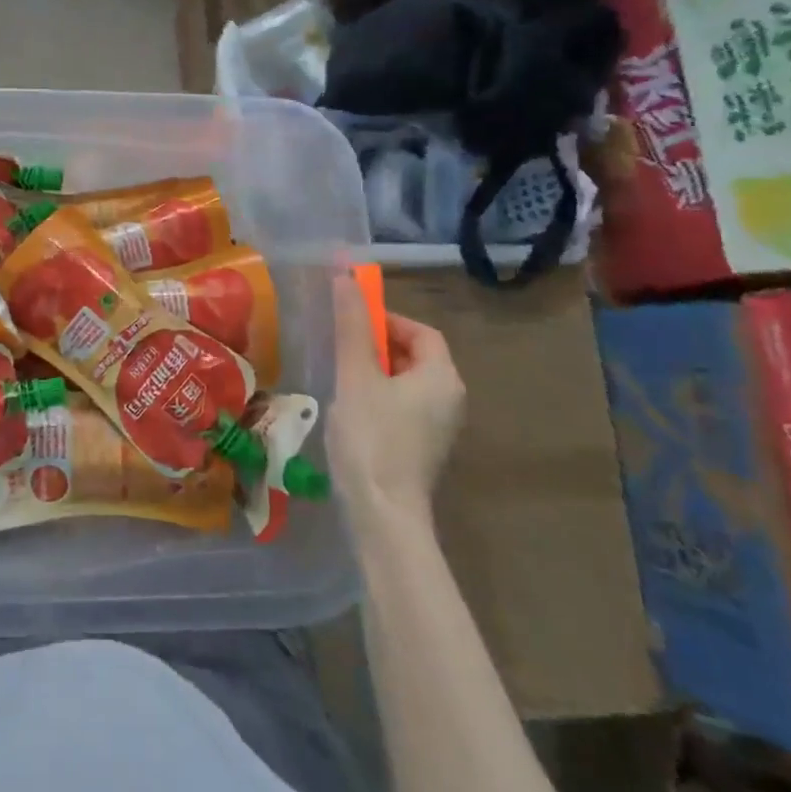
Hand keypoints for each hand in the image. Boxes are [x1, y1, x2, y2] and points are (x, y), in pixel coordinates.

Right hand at [326, 270, 465, 518]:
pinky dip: (380, 399)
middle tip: (341, 349)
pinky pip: (404, 408)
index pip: (421, 332)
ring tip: (340, 377)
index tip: (352, 323)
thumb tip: (345, 277)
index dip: (388, 320)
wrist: (383, 514)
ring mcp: (439, 428)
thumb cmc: (372, 437)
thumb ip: (352, 326)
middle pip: (416, 356)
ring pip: (407, 384)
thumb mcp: (356, 376)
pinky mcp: (423, 450)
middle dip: (379, 346)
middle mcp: (450, 399)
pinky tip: (350, 411)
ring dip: (376, 373)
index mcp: (442, 377)